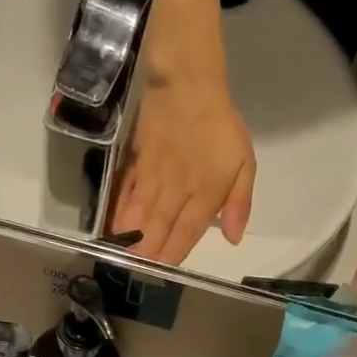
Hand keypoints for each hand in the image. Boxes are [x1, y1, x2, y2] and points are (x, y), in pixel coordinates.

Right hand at [109, 69, 255, 264]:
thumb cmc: (219, 126)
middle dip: (147, 254)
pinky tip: (112, 228)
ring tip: (120, 259)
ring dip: (129, 240)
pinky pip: (125, 194)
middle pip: (158, 230)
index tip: (162, 273)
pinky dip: (118, 213)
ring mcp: (153, 178)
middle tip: (136, 273)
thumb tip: (233, 238)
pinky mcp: (136, 164)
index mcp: (204, 194)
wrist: (187, 83)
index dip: (172, 255)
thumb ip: (239, 202)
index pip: (185, 233)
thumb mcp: (244, 162)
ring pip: (139, 216)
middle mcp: (176, 191)